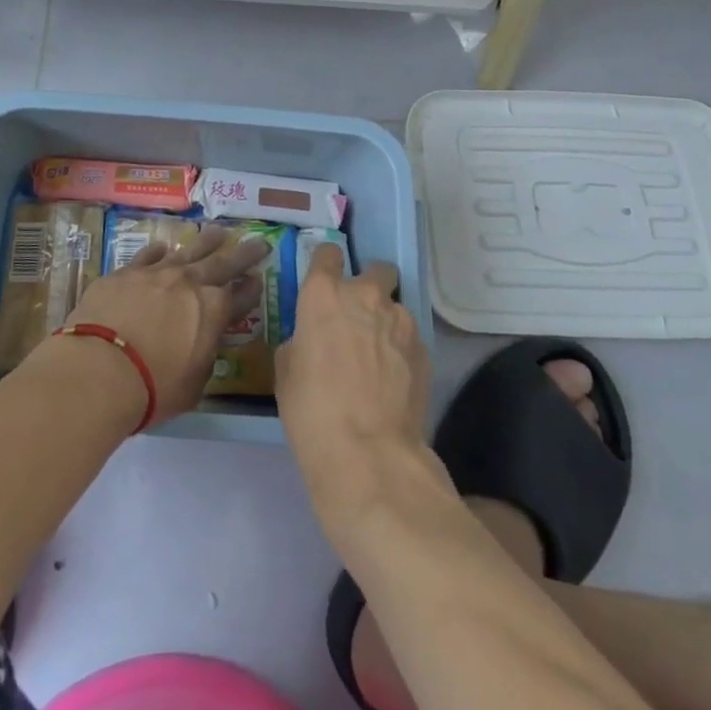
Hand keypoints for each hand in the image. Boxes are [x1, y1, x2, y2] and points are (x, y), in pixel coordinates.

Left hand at [64, 225, 269, 426]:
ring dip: (206, 242)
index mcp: (213, 311)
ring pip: (188, 250)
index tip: (259, 279)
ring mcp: (157, 272)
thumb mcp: (193, 385)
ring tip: (218, 232)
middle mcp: (190, 283)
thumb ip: (203, 358)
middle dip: (244, 253)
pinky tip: (163, 248)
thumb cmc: (152, 387)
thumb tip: (202, 345)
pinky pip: (148, 255)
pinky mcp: (126, 271)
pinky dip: (159, 251)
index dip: (252, 289)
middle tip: (258, 241)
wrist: (99, 368)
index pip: (241, 296)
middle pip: (223, 262)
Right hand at [276, 245, 435, 531]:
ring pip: (395, 306)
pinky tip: (393, 380)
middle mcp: (364, 295)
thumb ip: (301, 339)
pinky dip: (401, 349)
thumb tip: (312, 338)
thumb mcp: (287, 371)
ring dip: (386, 321)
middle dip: (369, 285)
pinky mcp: (424, 348)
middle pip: (375, 269)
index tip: (325, 279)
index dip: (326, 264)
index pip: (327, 254)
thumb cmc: (313, 412)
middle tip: (358, 317)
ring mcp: (400, 320)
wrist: (369, 455)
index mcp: (323, 295)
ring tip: (378, 358)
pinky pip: (409, 337)